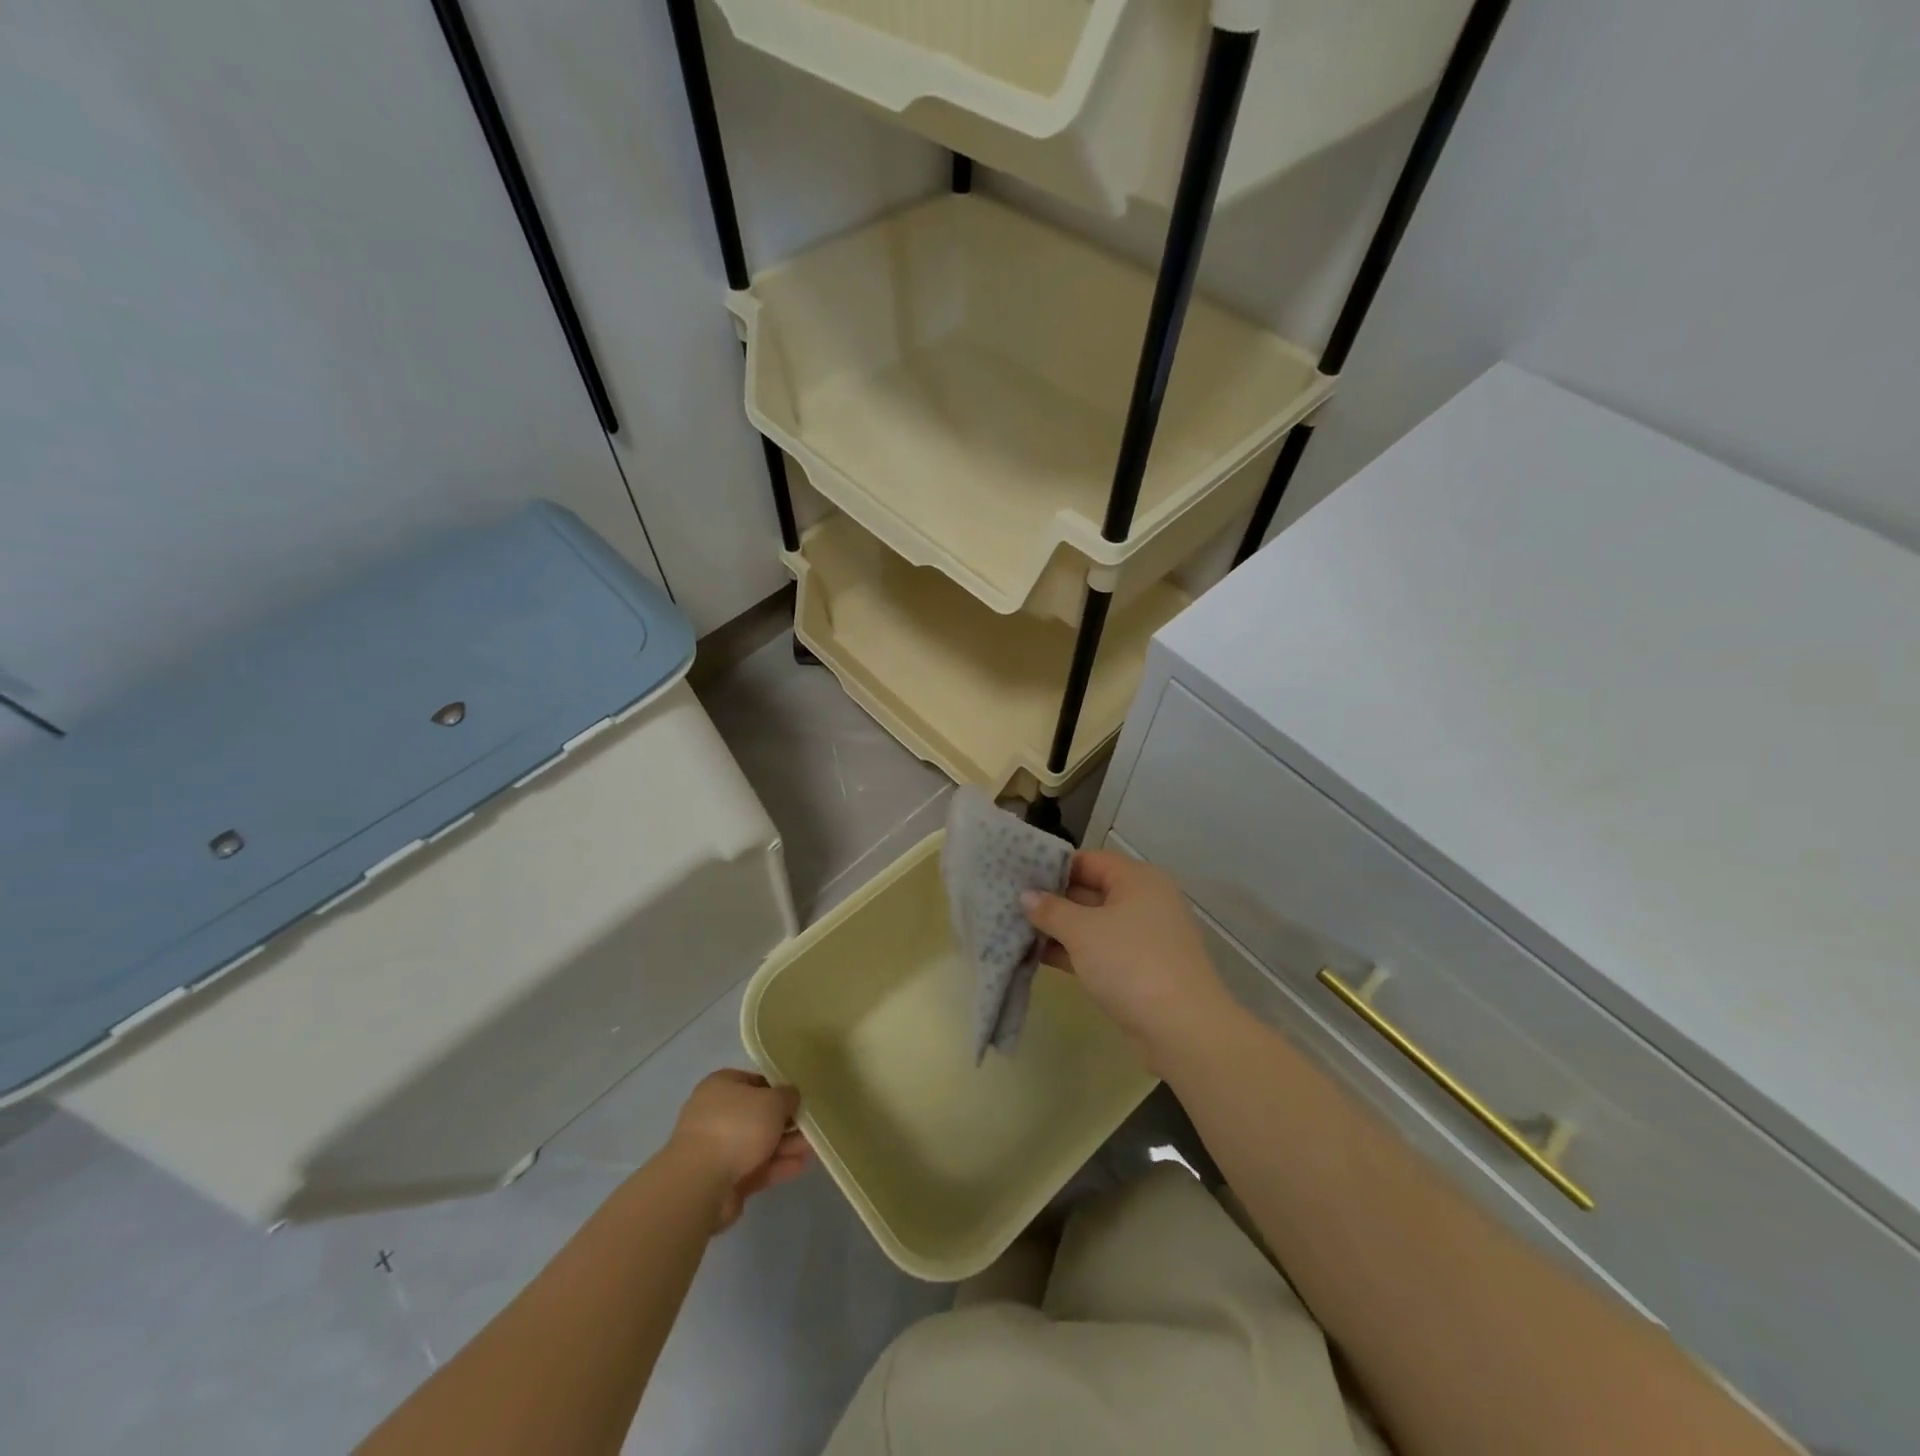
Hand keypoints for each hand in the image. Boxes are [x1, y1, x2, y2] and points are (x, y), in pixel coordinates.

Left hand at [668, 1070, 810, 1230]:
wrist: (700, 1184)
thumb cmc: (736, 1127)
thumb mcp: (772, 1101)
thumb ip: (787, 1096)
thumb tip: (791, 1096)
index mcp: (721, 1086)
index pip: (755, 1081)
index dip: (779, 1088)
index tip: (800, 1097)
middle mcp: (716, 1114)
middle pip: (758, 1115)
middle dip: (786, 1122)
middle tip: (811, 1125)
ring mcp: (717, 1149)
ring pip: (759, 1143)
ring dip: (785, 1145)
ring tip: (813, 1148)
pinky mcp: (722, 1180)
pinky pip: (755, 1168)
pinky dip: (776, 1166)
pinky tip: (800, 1167)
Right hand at [1022, 850, 1232, 1062]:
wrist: (1183, 1028)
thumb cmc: (1131, 963)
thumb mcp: (1083, 931)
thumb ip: (1051, 910)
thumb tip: (1027, 896)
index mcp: (1138, 879)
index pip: (1089, 860)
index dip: (1054, 866)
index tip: (1019, 875)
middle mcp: (1145, 901)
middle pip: (1091, 891)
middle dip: (1053, 900)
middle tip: (1012, 904)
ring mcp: (1145, 938)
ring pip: (1095, 924)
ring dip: (1060, 929)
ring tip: (1017, 930)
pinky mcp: (1142, 969)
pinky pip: (1102, 951)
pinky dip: (1075, 952)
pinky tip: (1040, 957)